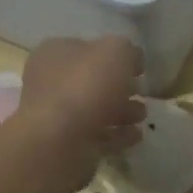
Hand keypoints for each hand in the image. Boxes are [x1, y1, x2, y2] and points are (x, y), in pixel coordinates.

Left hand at [15, 36, 146, 191]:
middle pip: (92, 81)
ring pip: (95, 109)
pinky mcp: (65, 145)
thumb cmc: (85, 85)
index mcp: (54, 53)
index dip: (114, 54)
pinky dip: (117, 135)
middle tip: (142, 92)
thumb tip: (133, 59)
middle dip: (120, 87)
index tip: (138, 67)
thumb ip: (128, 50)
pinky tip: (136, 136)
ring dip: (122, 112)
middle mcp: (50, 82)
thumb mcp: (116, 51)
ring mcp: (56, 116)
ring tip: (142, 116)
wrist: (59, 142)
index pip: (86, 47)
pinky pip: (96, 135)